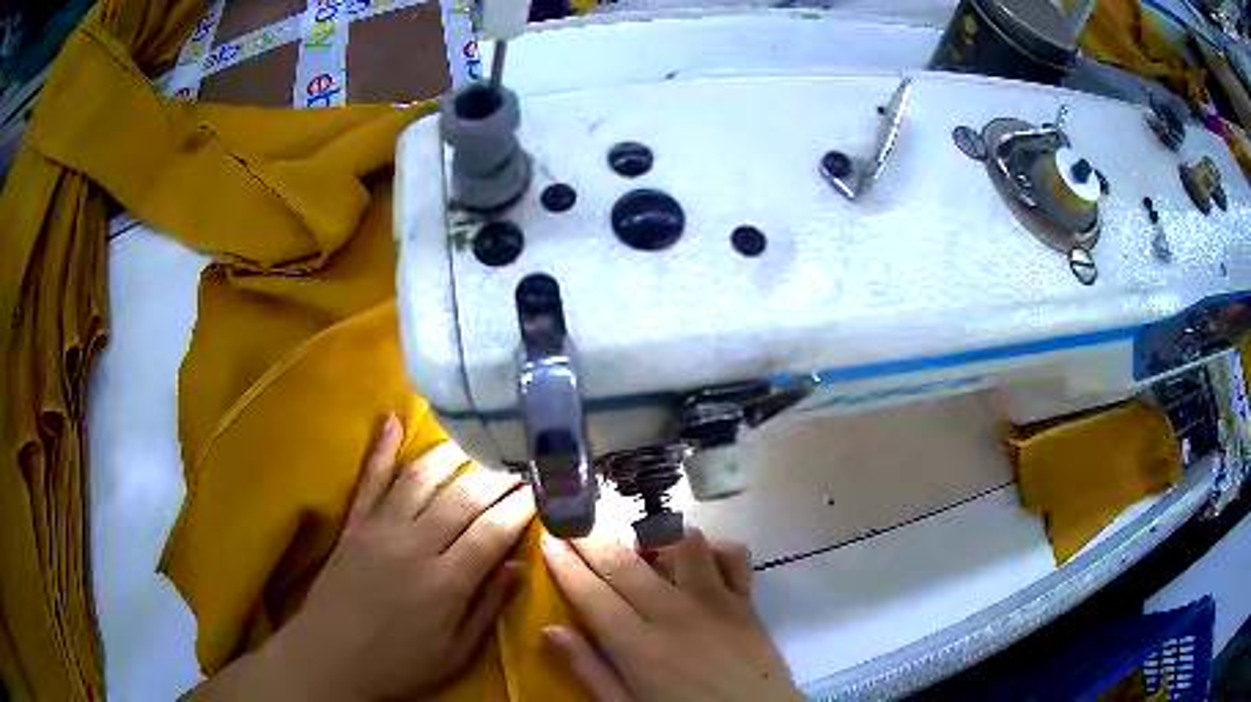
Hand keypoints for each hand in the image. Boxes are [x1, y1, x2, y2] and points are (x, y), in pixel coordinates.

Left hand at [262, 415, 534, 699]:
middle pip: (462, 497)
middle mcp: (414, 545)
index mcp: (445, 582)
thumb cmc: (399, 663)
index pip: (492, 531)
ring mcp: (380, 528)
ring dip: (452, 454)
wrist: (330, 658)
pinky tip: (393, 420)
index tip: (541, 488)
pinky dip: (382, 447)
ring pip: (421, 478)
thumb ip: (487, 607)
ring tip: (477, 440)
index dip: (521, 506)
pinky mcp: (354, 523)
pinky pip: (371, 478)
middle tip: (520, 459)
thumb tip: (517, 564)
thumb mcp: (455, 653)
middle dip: (496, 475)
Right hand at [542, 528, 801, 701]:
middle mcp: (674, 614)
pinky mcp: (746, 601)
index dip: (565, 564)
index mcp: (638, 647)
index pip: (591, 593)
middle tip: (572, 522)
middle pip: (625, 563)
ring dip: (654, 535)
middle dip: (591, 538)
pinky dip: (713, 547)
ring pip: (681, 544)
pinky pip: (733, 555)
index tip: (548, 540)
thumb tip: (550, 630)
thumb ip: (589, 670)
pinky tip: (697, 559)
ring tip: (637, 544)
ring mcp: (714, 602)